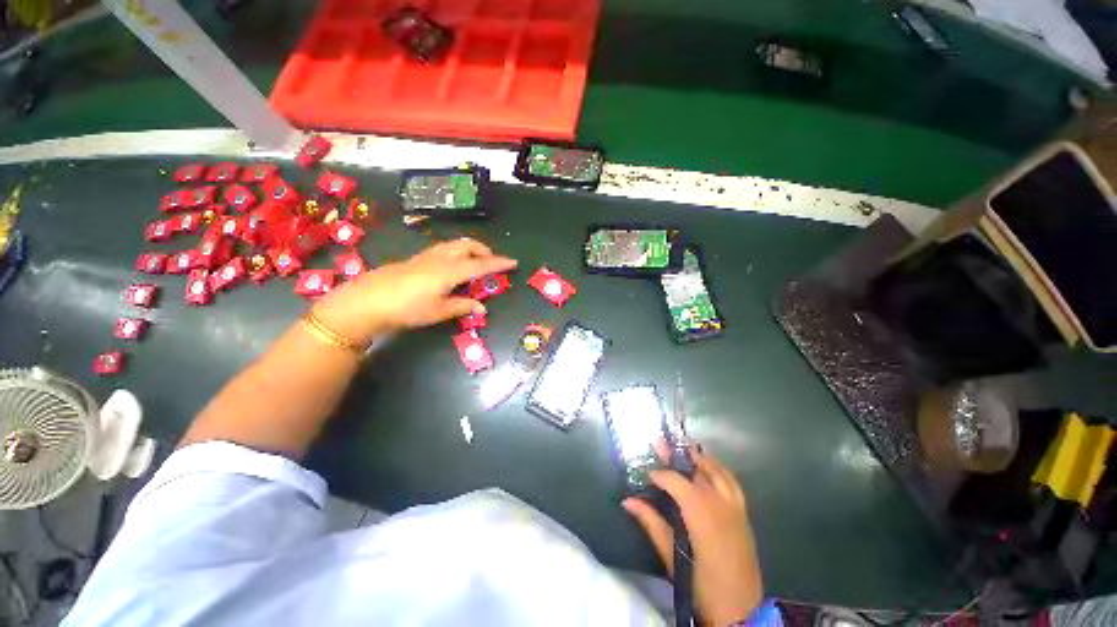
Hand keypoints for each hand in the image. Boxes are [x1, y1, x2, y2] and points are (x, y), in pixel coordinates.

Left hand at [311, 238, 516, 346]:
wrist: (365, 302)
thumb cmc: (406, 309)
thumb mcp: (438, 311)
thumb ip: (462, 306)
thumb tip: (482, 307)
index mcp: (450, 271)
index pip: (481, 264)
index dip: (498, 263)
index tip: (513, 262)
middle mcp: (440, 258)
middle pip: (467, 245)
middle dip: (483, 250)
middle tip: (492, 261)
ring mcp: (425, 256)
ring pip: (453, 245)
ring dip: (469, 249)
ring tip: (474, 263)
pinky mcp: (414, 259)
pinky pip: (442, 250)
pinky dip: (455, 253)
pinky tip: (450, 267)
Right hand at [622, 444, 763, 625]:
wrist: (742, 612)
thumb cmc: (702, 586)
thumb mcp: (671, 557)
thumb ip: (651, 523)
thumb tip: (627, 501)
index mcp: (702, 516)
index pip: (677, 483)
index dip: (660, 474)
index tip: (646, 473)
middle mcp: (720, 505)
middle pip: (696, 471)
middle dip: (676, 456)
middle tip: (661, 443)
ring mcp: (735, 508)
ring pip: (717, 472)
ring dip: (699, 458)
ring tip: (684, 448)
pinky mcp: (744, 514)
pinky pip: (732, 482)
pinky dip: (719, 469)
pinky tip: (710, 467)